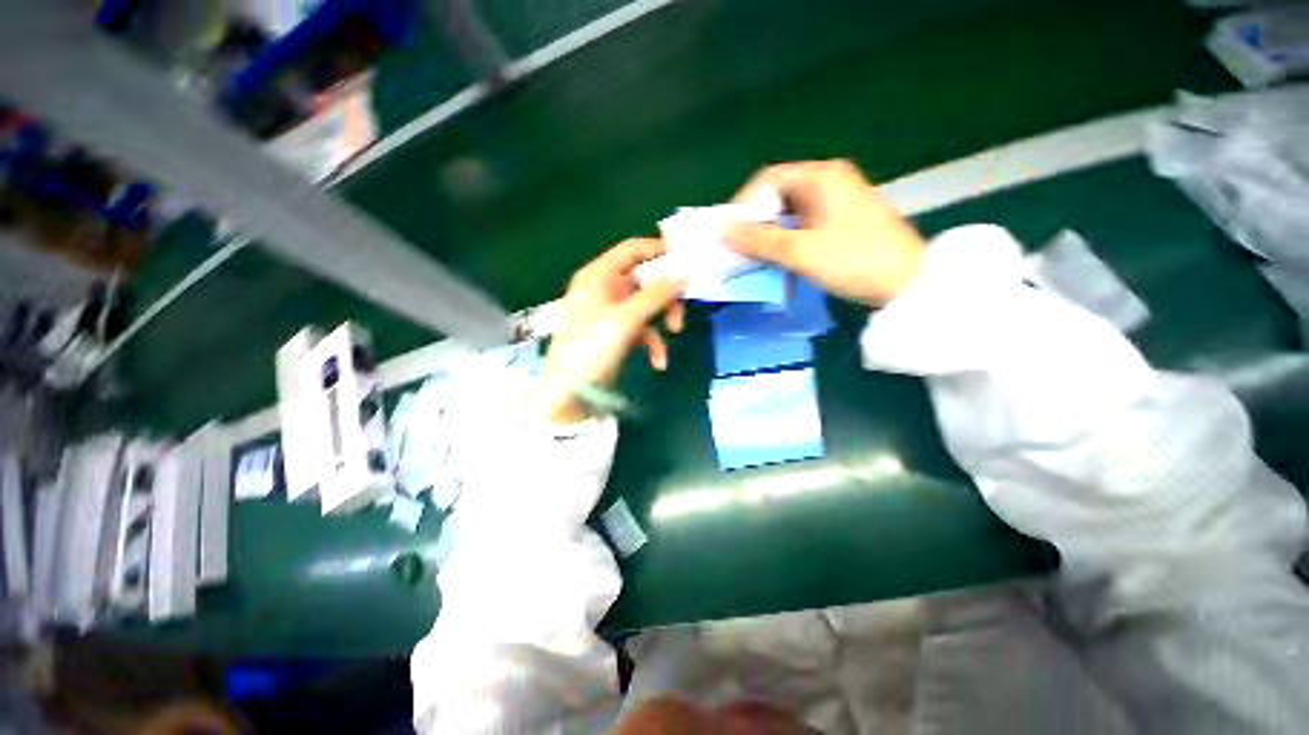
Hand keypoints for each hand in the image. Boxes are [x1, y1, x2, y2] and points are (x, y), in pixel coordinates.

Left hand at [534, 238, 685, 423]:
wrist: (568, 394)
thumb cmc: (591, 350)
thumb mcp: (625, 320)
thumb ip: (655, 295)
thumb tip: (683, 274)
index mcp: (598, 277)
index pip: (631, 250)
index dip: (658, 251)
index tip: (685, 261)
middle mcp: (603, 290)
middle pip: (644, 280)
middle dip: (666, 296)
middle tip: (682, 308)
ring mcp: (609, 313)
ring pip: (646, 305)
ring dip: (663, 320)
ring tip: (675, 334)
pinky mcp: (615, 334)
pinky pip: (641, 329)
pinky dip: (653, 343)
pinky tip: (659, 362)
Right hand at [725, 159, 925, 305]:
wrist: (908, 282)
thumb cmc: (854, 260)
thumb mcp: (801, 251)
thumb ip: (758, 240)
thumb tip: (722, 229)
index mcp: (822, 177)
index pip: (769, 179)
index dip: (744, 203)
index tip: (729, 231)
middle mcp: (829, 182)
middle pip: (779, 195)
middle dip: (755, 221)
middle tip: (738, 247)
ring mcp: (837, 202)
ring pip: (789, 212)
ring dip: (769, 233)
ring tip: (753, 256)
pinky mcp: (841, 222)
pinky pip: (802, 225)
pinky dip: (785, 240)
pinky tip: (777, 258)